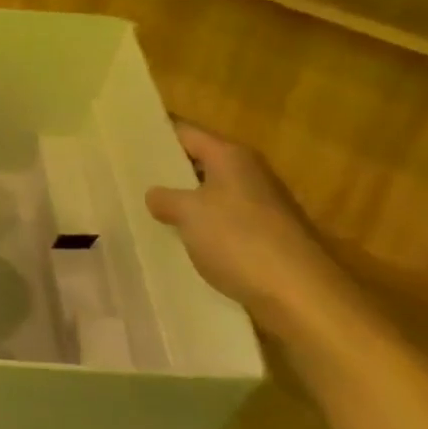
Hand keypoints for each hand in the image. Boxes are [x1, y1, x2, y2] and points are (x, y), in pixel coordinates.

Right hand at [146, 121, 357, 342]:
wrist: (302, 296)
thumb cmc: (240, 240)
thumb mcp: (189, 214)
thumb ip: (165, 198)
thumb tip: (155, 195)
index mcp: (231, 156)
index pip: (184, 132)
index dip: (155, 136)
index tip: (125, 142)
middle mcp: (250, 173)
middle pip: (200, 162)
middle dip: (168, 172)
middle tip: (129, 179)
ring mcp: (263, 206)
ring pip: (212, 195)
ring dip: (186, 203)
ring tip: (147, 211)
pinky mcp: (268, 237)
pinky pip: (226, 223)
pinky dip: (204, 229)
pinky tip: (181, 243)